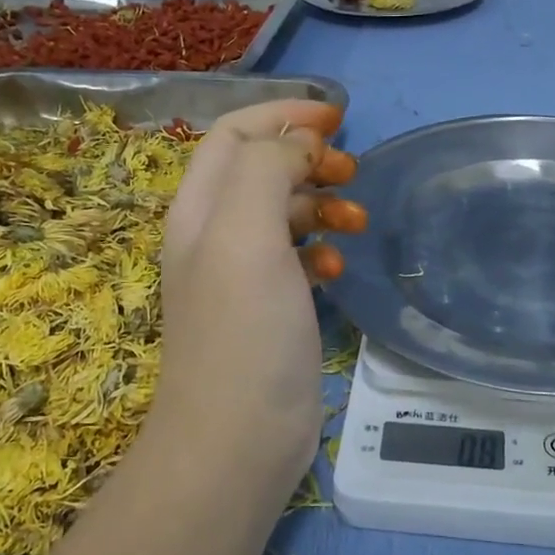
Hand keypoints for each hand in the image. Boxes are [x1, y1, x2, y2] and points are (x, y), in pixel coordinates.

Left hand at [144, 100, 360, 498]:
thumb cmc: (243, 331)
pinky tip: (338, 268)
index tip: (337, 118)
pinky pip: (296, 259)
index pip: (235, 134)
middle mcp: (214, 235)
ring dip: (321, 204)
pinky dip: (320, 250)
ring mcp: (241, 275)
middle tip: (351, 172)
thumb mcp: (246, 234)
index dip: (282, 115)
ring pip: (283, 213)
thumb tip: (299, 143)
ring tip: (356, 222)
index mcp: (199, 209)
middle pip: (261, 169)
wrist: (237, 440)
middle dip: (308, 159)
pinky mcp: (269, 310)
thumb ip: (267, 170)